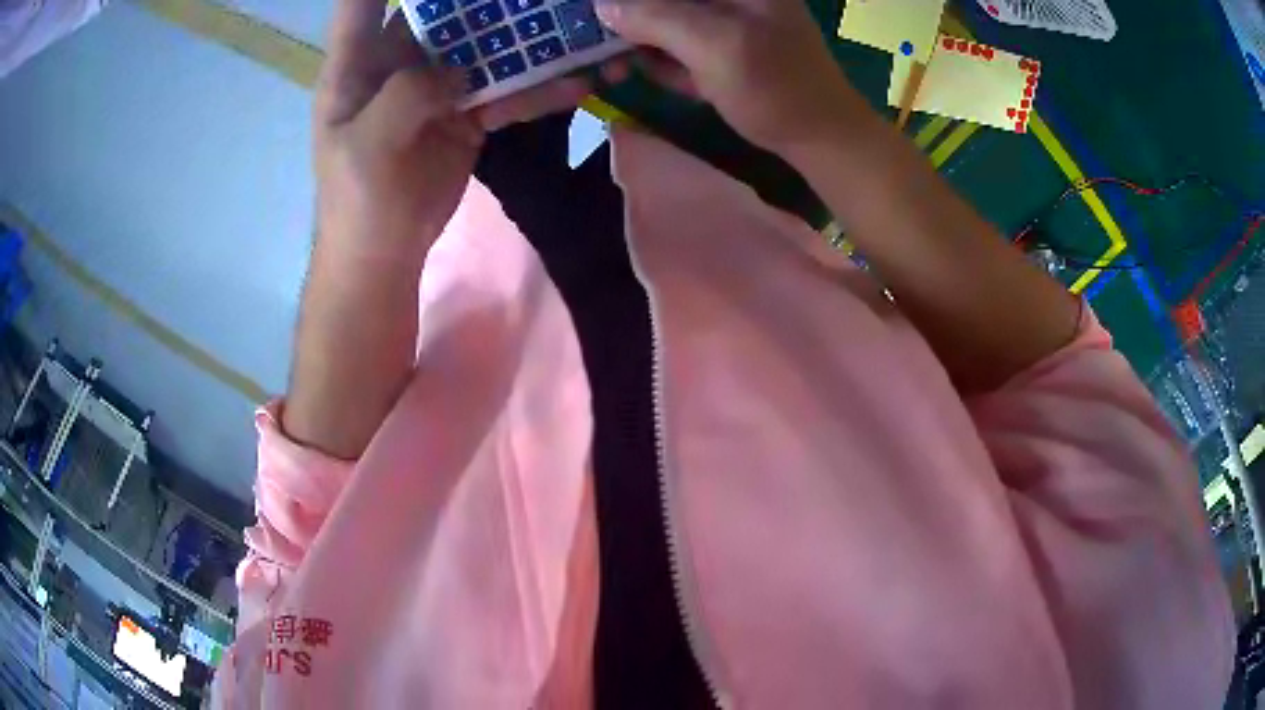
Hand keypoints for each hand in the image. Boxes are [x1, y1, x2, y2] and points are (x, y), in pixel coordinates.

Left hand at [314, 1, 591, 259]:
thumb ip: (407, 93)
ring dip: (521, 39)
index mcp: (357, 66)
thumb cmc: (358, 200)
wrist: (384, 253)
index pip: (365, 3)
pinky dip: (536, 90)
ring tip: (566, 25)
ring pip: (482, 48)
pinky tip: (574, 83)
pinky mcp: (465, 113)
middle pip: (440, 13)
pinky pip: (504, 92)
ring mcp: (435, 87)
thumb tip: (457, 66)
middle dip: (480, 2)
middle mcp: (397, 65)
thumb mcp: (369, 144)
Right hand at [596, 0, 866, 152]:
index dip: (632, 3)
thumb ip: (656, 17)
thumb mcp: (714, 45)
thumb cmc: (775, 86)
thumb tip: (601, 5)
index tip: (602, 17)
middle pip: (662, 1)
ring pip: (665, 18)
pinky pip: (678, 39)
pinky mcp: (723, 41)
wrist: (818, 137)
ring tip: (626, 67)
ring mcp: (726, 14)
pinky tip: (674, 79)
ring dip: (642, 41)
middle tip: (603, 47)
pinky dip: (666, 58)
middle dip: (632, 20)